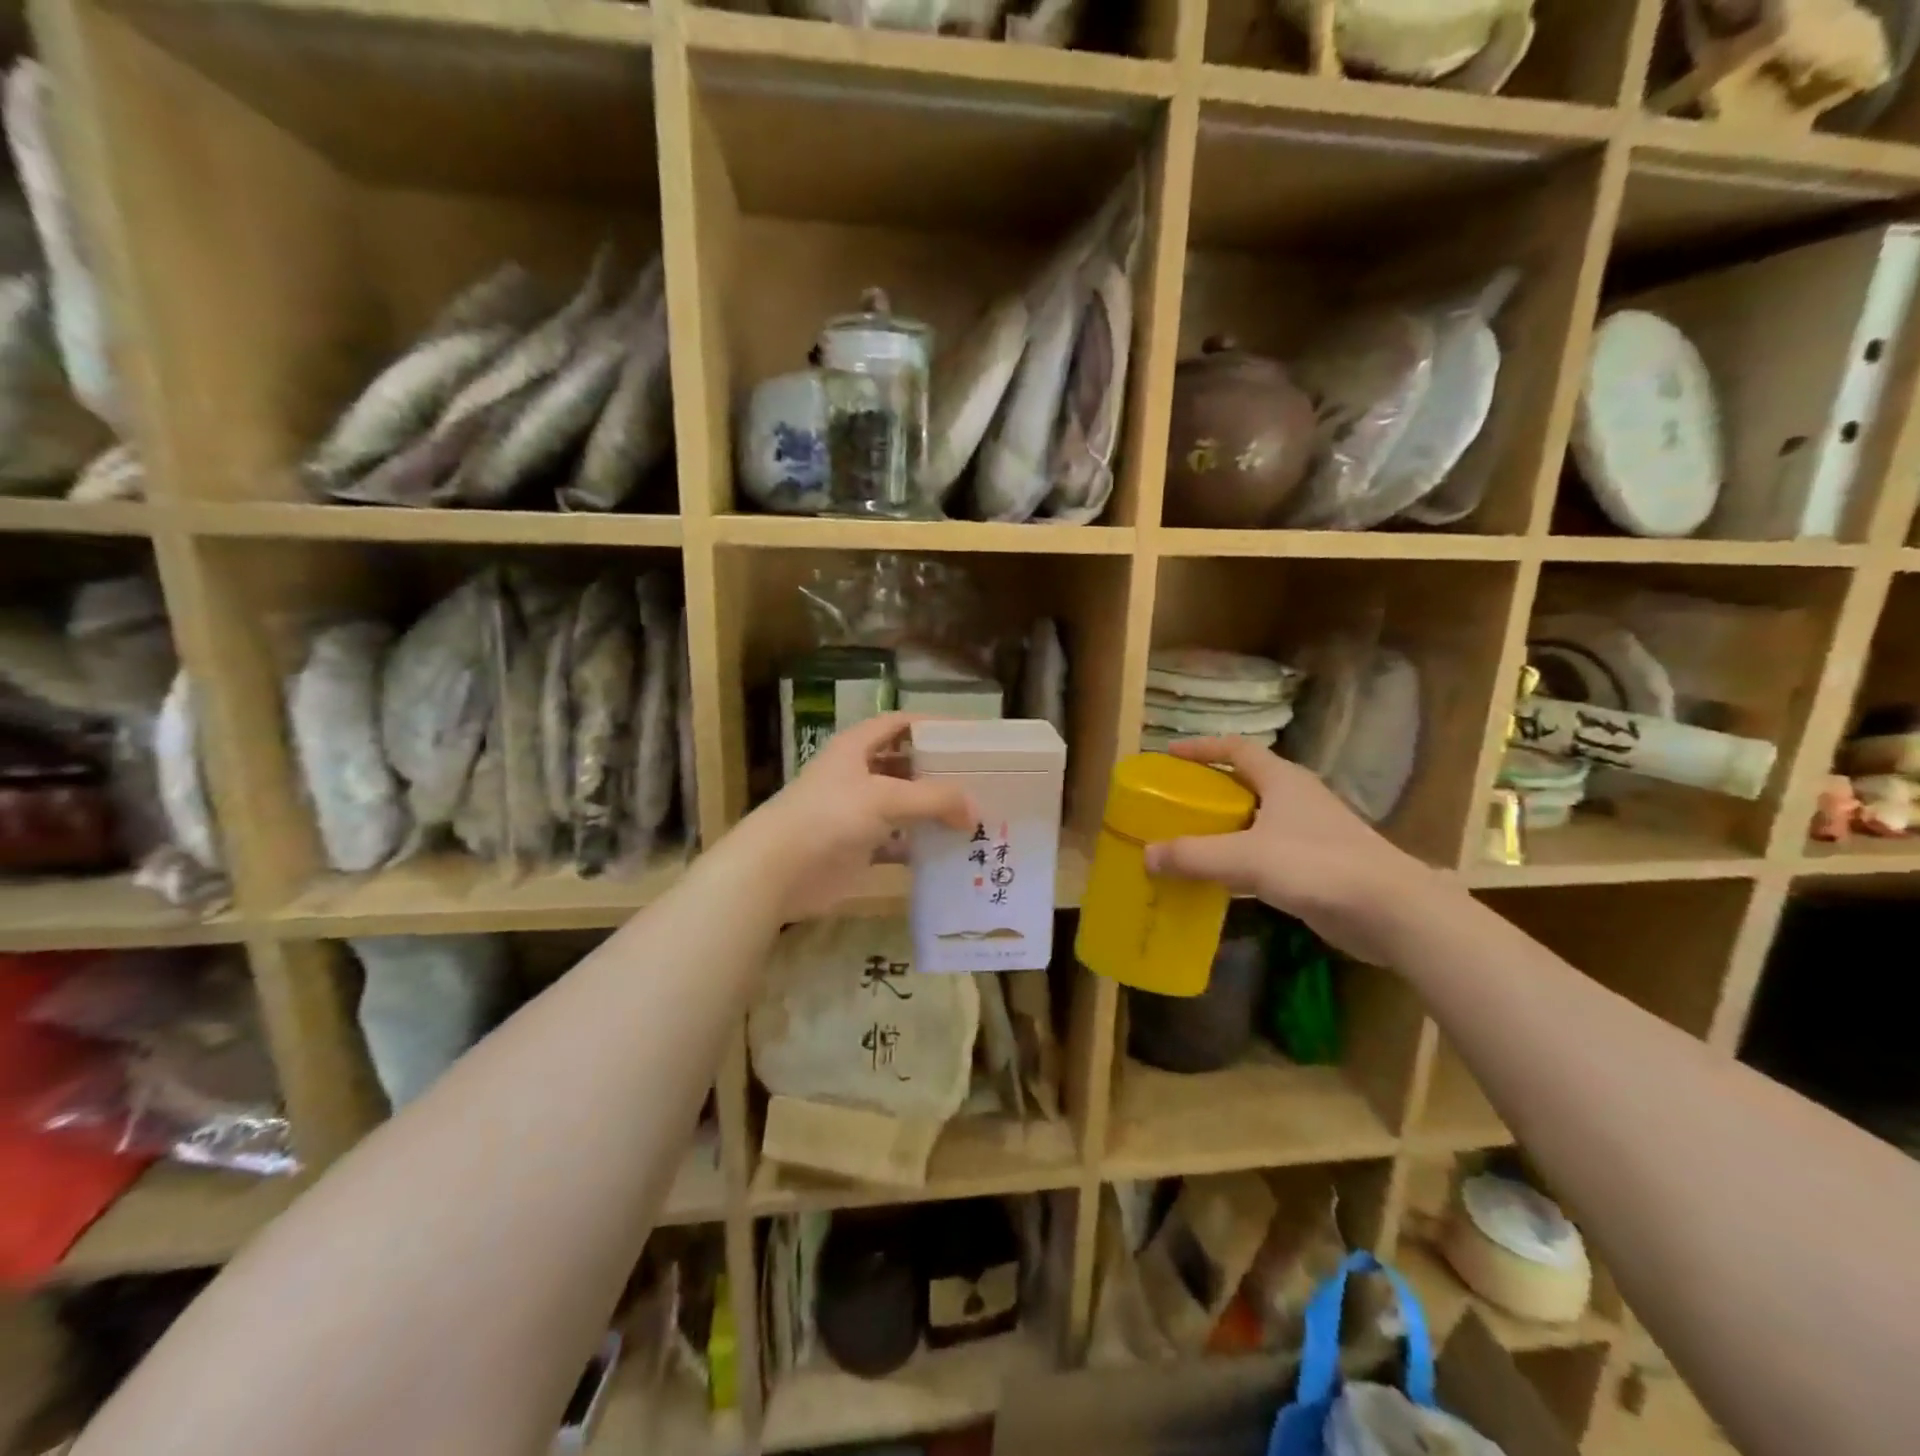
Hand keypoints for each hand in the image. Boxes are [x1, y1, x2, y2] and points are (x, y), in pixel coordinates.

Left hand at [737, 713, 974, 920]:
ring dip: (933, 810)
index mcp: (856, 747)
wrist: (778, 870)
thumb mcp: (884, 797)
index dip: (931, 725)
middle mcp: (857, 774)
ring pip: (904, 805)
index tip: (967, 736)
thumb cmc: (828, 816)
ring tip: (974, 815)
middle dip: (938, 771)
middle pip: (905, 765)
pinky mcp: (859, 847)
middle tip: (980, 780)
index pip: (899, 724)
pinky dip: (920, 844)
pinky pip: (898, 841)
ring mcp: (858, 812)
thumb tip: (975, 810)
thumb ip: (933, 798)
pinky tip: (949, 850)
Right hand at [1142, 737, 1436, 964]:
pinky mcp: (1319, 865)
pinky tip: (1224, 878)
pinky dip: (1243, 857)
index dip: (1203, 747)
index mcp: (1283, 780)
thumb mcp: (1245, 857)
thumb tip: (1146, 855)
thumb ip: (1193, 855)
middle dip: (1211, 788)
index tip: (1170, 754)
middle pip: (1247, 782)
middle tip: (1175, 801)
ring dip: (1226, 825)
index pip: (1237, 748)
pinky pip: (1269, 851)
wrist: (1390, 911)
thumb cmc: (1317, 866)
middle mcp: (1298, 799)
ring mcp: (1312, 832)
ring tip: (1191, 839)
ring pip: (1258, 819)